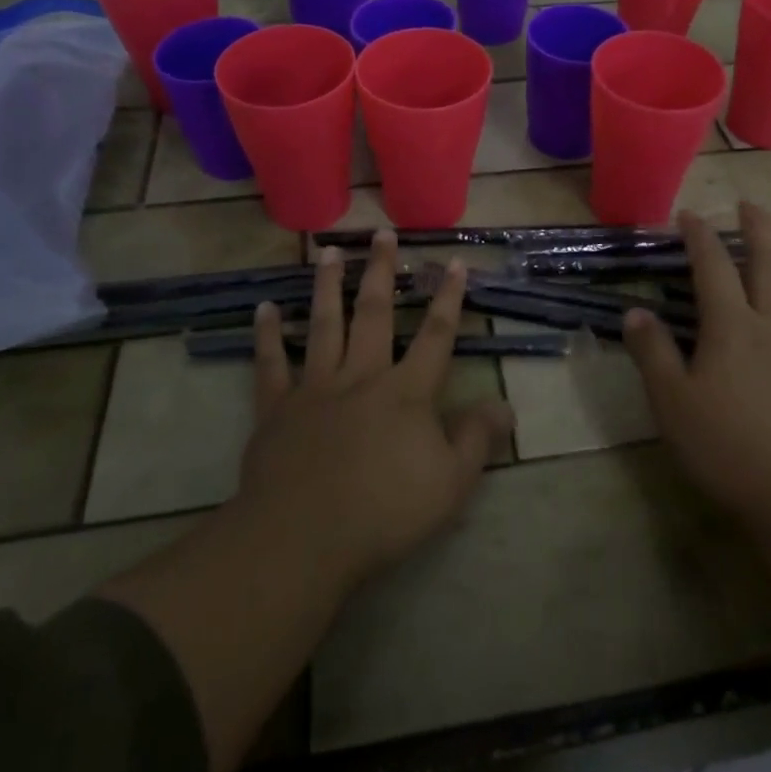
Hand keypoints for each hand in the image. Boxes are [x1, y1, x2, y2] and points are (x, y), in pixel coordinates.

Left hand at [235, 232, 515, 591]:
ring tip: (328, 252)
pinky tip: (265, 309)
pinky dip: (268, 336)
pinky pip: (271, 364)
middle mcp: (362, 376)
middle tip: (382, 233)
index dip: (448, 298)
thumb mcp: (450, 483)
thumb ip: (477, 439)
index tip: (454, 262)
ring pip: (324, 325)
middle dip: (381, 271)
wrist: (303, 538)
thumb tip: (505, 404)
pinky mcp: (277, 408)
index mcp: (406, 391)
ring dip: (327, 286)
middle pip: (374, 313)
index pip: (436, 335)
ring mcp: (316, 388)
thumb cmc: (384, 512)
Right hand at [622, 202, 770, 536]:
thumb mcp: (671, 402)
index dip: (700, 235)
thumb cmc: (726, 449)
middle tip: (750, 204)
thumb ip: (651, 351)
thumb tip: (634, 311)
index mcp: (732, 325)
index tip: (689, 214)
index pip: (712, 265)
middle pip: (768, 262)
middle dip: (757, 228)